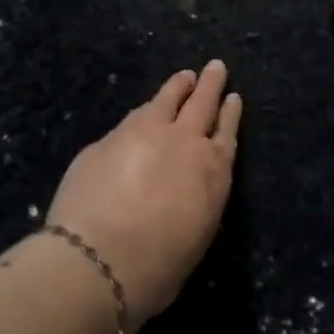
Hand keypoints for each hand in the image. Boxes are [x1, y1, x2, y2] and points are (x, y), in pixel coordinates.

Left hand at [44, 60, 242, 324]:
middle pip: (201, 104)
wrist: (100, 259)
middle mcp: (183, 142)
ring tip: (183, 78)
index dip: (230, 114)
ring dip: (176, 88)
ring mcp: (141, 134)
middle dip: (210, 84)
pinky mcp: (106, 140)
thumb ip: (194, 203)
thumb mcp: (195, 236)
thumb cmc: (158, 266)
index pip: (226, 133)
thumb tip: (182, 193)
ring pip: (164, 100)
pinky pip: (131, 119)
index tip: (233, 97)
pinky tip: (141, 114)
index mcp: (213, 170)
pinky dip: (143, 113)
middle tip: (215, 67)